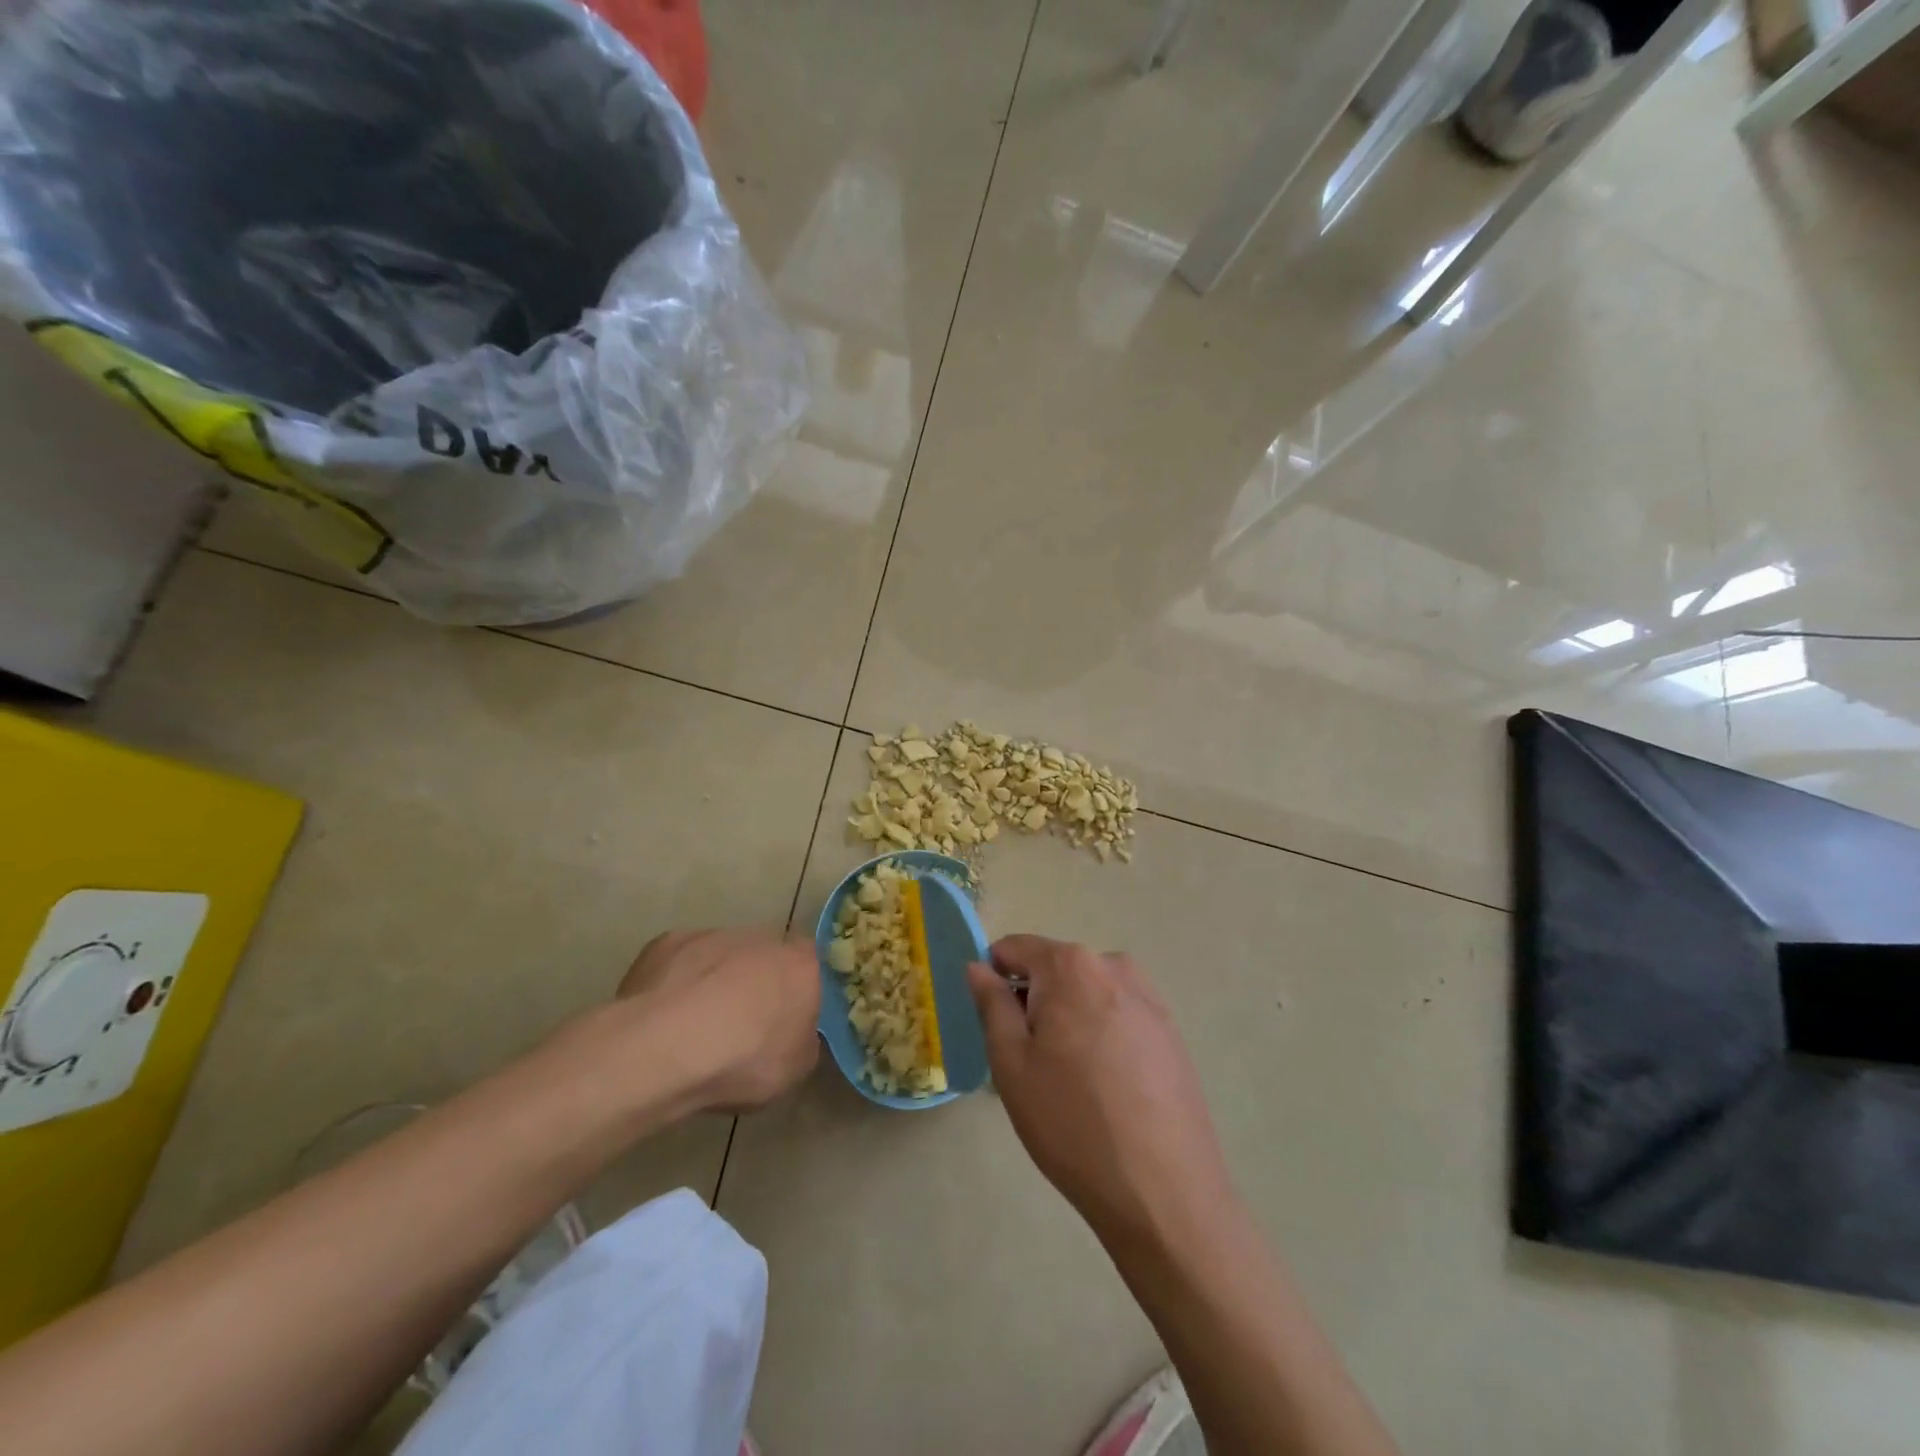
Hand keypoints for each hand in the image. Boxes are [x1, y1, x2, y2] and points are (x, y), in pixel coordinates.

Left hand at [621, 928, 820, 1111]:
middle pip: (766, 956)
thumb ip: (803, 1038)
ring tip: (698, 1025)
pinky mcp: (668, 942)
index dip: (799, 990)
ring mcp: (712, 935)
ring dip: (717, 980)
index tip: (787, 1018)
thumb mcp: (797, 1067)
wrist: (666, 1046)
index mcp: (800, 964)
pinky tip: (666, 1016)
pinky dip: (679, 982)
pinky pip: (682, 961)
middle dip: (758, 982)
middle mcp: (761, 938)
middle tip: (744, 1024)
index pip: (812, 965)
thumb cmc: (744, 1059)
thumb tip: (796, 1031)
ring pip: (722, 955)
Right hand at [968, 935, 1233, 1245]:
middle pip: (1055, 970)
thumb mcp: (1012, 1063)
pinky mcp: (1171, 1030)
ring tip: (1070, 1081)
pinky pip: (1118, 1015)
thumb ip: (992, 1004)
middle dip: (1035, 1003)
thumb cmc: (1072, 1122)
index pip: (1016, 948)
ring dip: (1069, 1020)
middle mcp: (1114, 966)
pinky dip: (1102, 1036)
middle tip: (1031, 1064)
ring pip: (1087, 994)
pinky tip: (1106, 1088)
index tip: (993, 1024)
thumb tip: (979, 966)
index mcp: (1071, 966)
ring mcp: (1149, 997)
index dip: (995, 978)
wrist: (1164, 1192)